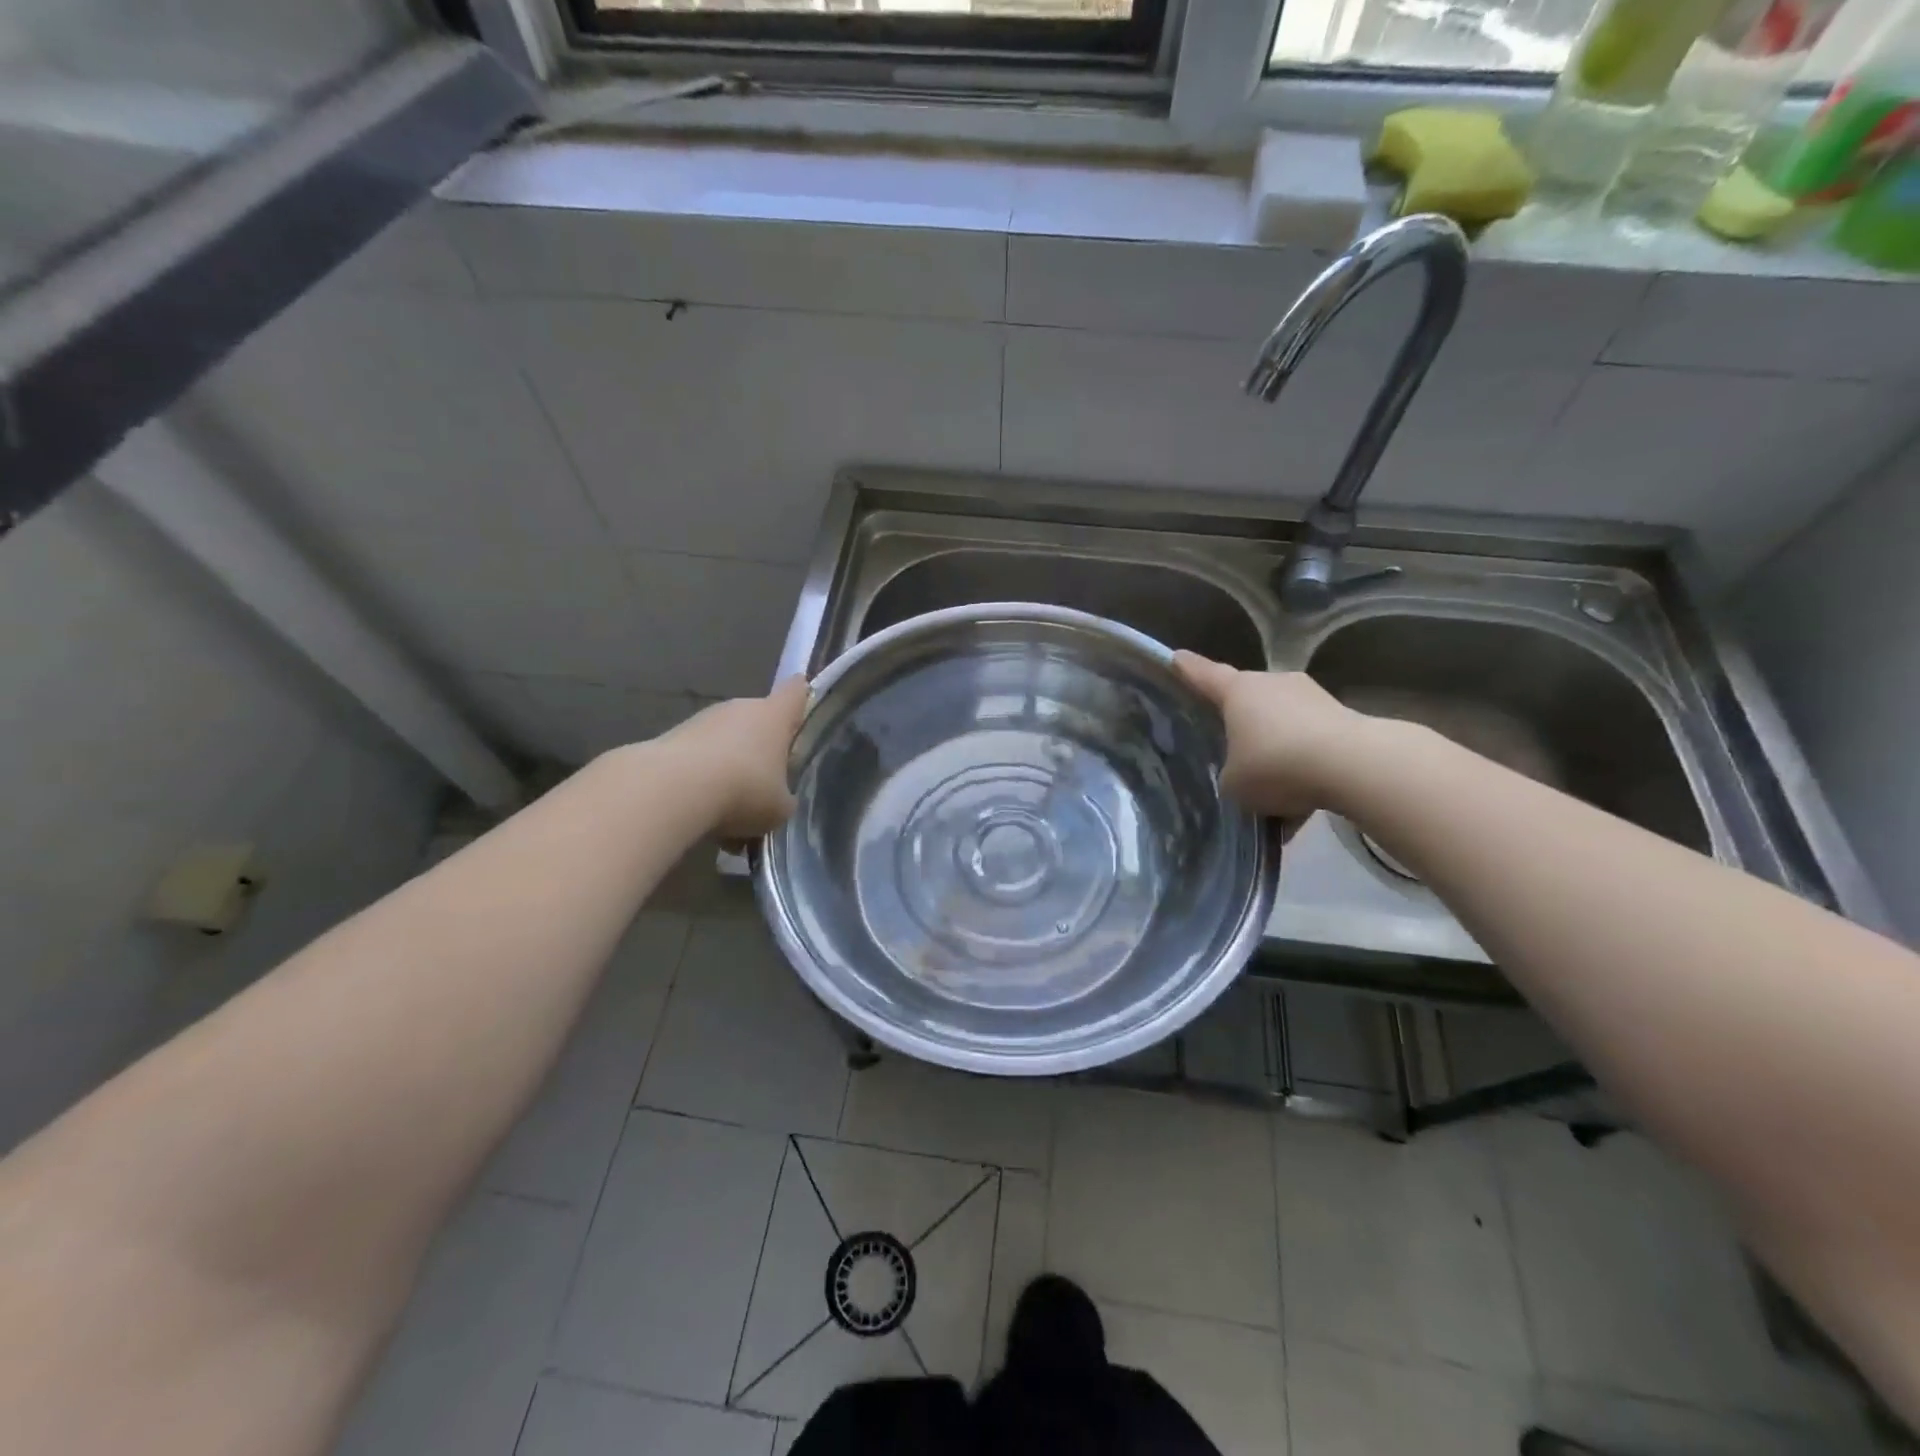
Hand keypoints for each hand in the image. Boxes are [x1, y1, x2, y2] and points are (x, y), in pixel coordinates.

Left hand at [660, 677, 810, 838]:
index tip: (803, 706)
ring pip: (725, 741)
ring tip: (728, 807)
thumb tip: (778, 799)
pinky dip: (701, 779)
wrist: (673, 791)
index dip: (801, 697)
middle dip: (761, 748)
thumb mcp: (779, 807)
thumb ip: (784, 799)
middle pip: (758, 721)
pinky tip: (701, 810)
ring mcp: (702, 720)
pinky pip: (697, 757)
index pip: (795, 692)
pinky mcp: (670, 738)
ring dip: (729, 766)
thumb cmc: (744, 790)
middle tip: (765, 784)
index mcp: (774, 716)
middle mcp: (739, 708)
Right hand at [1173, 653, 1369, 820]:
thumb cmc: (1276, 764)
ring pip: (1283, 724)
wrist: (1353, 766)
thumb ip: (1230, 775)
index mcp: (1238, 691)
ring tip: (1273, 792)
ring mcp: (1312, 698)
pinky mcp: (1343, 720)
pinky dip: (1304, 769)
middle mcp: (1274, 684)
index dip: (1187, 669)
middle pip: (1248, 700)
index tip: (1176, 657)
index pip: (1204, 675)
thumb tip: (1243, 774)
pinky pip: (1311, 745)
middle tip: (1231, 750)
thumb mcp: (1234, 783)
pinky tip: (1302, 806)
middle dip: (1240, 723)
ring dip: (1277, 750)